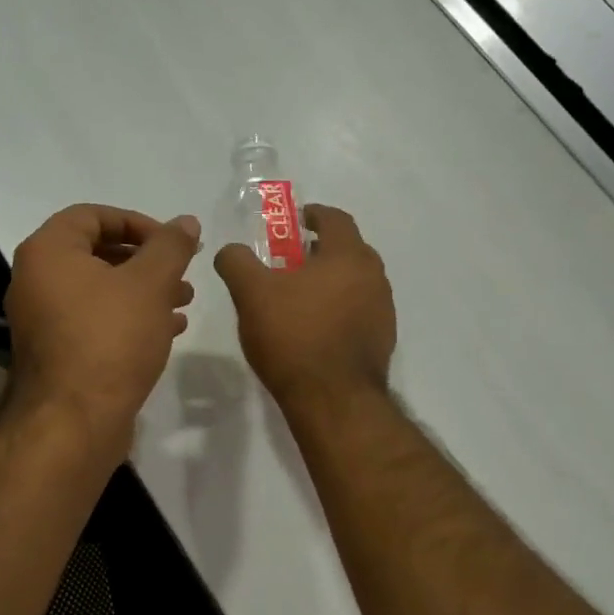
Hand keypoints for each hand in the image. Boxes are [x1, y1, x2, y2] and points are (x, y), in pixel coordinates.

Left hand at [5, 204, 201, 459]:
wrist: (75, 421)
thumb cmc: (110, 339)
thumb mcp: (150, 284)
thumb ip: (170, 247)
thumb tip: (186, 221)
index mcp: (48, 252)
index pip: (92, 215)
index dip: (137, 222)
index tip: (173, 242)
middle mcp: (36, 280)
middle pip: (97, 253)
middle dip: (146, 261)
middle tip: (182, 273)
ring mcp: (43, 319)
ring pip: (100, 290)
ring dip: (143, 291)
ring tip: (184, 302)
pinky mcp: (57, 352)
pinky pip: (95, 320)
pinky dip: (130, 318)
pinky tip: (168, 329)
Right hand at [214, 205, 396, 411]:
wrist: (333, 399)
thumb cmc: (293, 336)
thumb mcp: (251, 294)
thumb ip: (237, 263)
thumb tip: (230, 251)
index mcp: (348, 255)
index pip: (335, 218)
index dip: (313, 215)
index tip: (294, 222)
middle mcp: (374, 276)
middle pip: (348, 250)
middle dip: (320, 251)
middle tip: (290, 263)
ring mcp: (383, 310)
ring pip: (355, 283)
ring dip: (330, 282)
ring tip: (299, 299)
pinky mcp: (383, 340)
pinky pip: (359, 312)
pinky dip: (339, 310)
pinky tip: (315, 330)